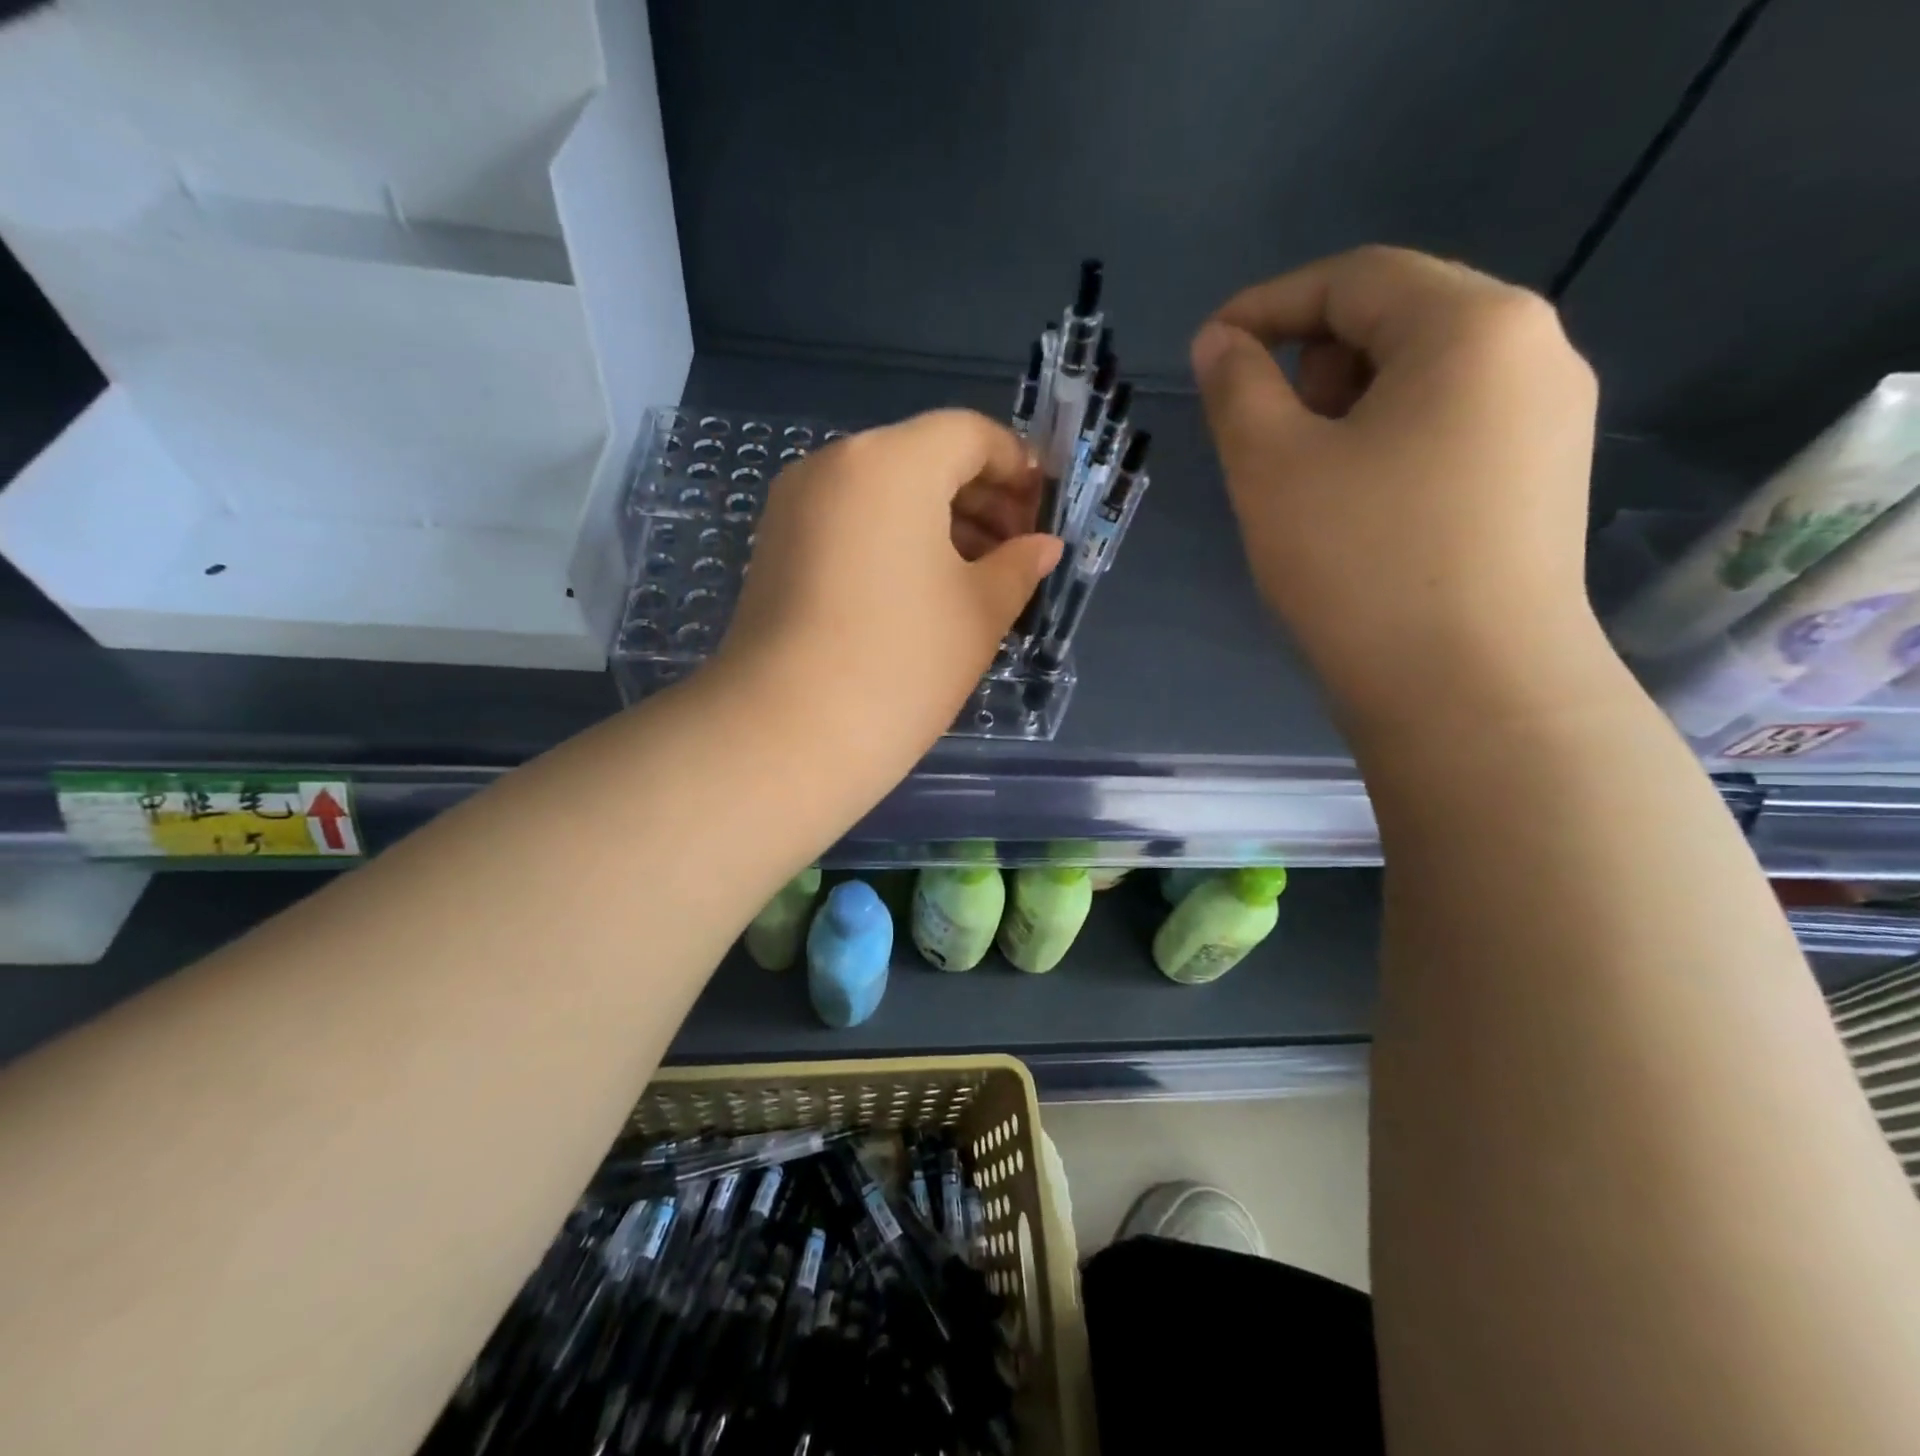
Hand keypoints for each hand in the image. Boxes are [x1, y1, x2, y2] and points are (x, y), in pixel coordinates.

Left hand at [714, 408, 1061, 769]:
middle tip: (1016, 552)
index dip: (1018, 467)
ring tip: (978, 577)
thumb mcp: (980, 612)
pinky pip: (850, 521)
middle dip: (980, 497)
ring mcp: (795, 506)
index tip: (1043, 513)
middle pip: (923, 457)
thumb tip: (1044, 546)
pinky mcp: (774, 547)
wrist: (788, 734)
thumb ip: (1019, 566)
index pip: (969, 434)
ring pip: (884, 492)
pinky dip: (894, 539)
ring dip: (938, 522)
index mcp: (891, 463)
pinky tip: (923, 590)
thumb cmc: (902, 663)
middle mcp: (834, 464)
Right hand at [1191, 246, 1602, 727]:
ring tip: (1307, 482)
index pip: (1355, 277)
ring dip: (1347, 409)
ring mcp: (1549, 421)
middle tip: (1265, 435)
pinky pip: (1450, 430)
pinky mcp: (1542, 482)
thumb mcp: (1272, 467)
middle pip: (1399, 320)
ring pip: (1424, 381)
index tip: (1208, 350)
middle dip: (1313, 363)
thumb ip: (1238, 388)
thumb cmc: (1360, 564)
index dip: (1268, 305)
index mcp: (1474, 326)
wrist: (1469, 691)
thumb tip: (1223, 343)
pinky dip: (1387, 446)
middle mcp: (1534, 353)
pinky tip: (1358, 511)